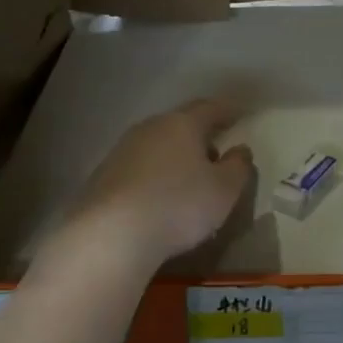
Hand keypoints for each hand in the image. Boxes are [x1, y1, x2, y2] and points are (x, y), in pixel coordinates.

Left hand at [70, 99, 255, 264]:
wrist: (110, 235)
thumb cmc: (179, 205)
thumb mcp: (224, 190)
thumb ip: (238, 167)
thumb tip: (240, 150)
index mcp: (182, 124)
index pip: (210, 108)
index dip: (227, 111)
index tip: (240, 114)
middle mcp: (149, 129)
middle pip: (179, 125)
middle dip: (199, 136)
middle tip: (216, 151)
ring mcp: (121, 152)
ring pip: (157, 146)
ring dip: (174, 157)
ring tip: (189, 179)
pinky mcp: (102, 177)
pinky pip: (139, 170)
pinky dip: (154, 177)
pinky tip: (159, 198)